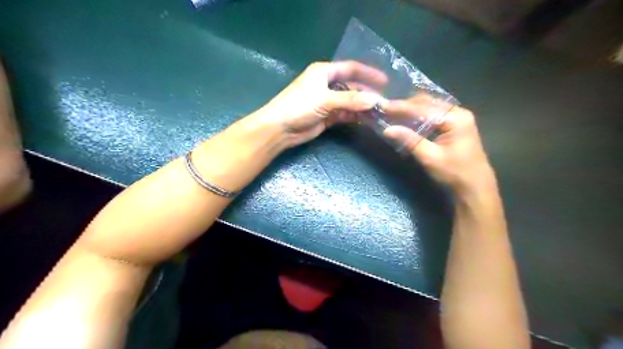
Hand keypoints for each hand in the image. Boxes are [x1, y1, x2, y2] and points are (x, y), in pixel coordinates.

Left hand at [256, 60, 387, 145]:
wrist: (280, 128)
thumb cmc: (298, 106)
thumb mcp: (325, 100)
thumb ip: (350, 100)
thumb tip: (374, 100)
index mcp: (324, 72)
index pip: (351, 69)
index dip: (368, 73)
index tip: (385, 81)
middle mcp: (327, 84)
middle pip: (352, 86)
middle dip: (367, 93)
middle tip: (384, 101)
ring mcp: (327, 101)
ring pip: (350, 102)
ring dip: (362, 107)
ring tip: (379, 113)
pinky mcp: (327, 116)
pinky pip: (345, 114)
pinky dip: (355, 116)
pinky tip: (366, 120)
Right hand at [383, 98, 494, 195]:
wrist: (475, 187)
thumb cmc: (454, 173)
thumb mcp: (430, 158)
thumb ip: (410, 140)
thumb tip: (387, 130)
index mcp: (455, 118)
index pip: (423, 108)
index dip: (401, 107)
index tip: (383, 106)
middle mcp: (458, 112)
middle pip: (427, 102)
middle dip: (406, 105)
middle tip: (386, 108)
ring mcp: (458, 117)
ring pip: (430, 106)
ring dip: (412, 109)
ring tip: (393, 112)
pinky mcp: (455, 124)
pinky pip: (434, 114)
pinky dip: (419, 115)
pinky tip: (408, 119)